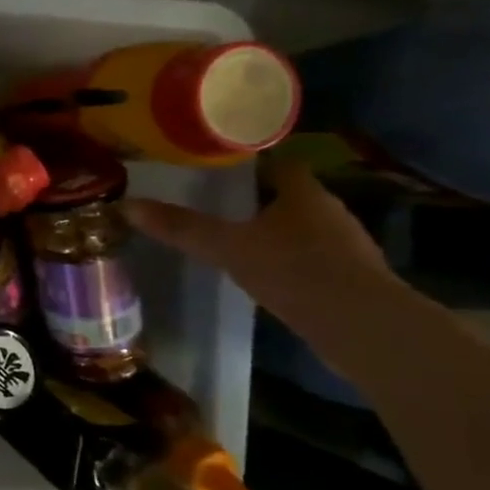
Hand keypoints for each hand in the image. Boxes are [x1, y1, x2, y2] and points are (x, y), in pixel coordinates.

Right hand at [120, 161, 392, 321]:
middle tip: (219, 203)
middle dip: (259, 198)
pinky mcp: (353, 279)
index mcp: (304, 192)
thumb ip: (181, 227)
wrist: (362, 327)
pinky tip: (269, 275)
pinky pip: (315, 258)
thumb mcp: (227, 247)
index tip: (221, 168)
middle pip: (291, 194)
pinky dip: (292, 261)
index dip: (252, 162)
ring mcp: (347, 246)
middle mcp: (330, 211)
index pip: (280, 162)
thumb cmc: (294, 270)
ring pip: (304, 227)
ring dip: (277, 231)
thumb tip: (127, 206)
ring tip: (238, 239)